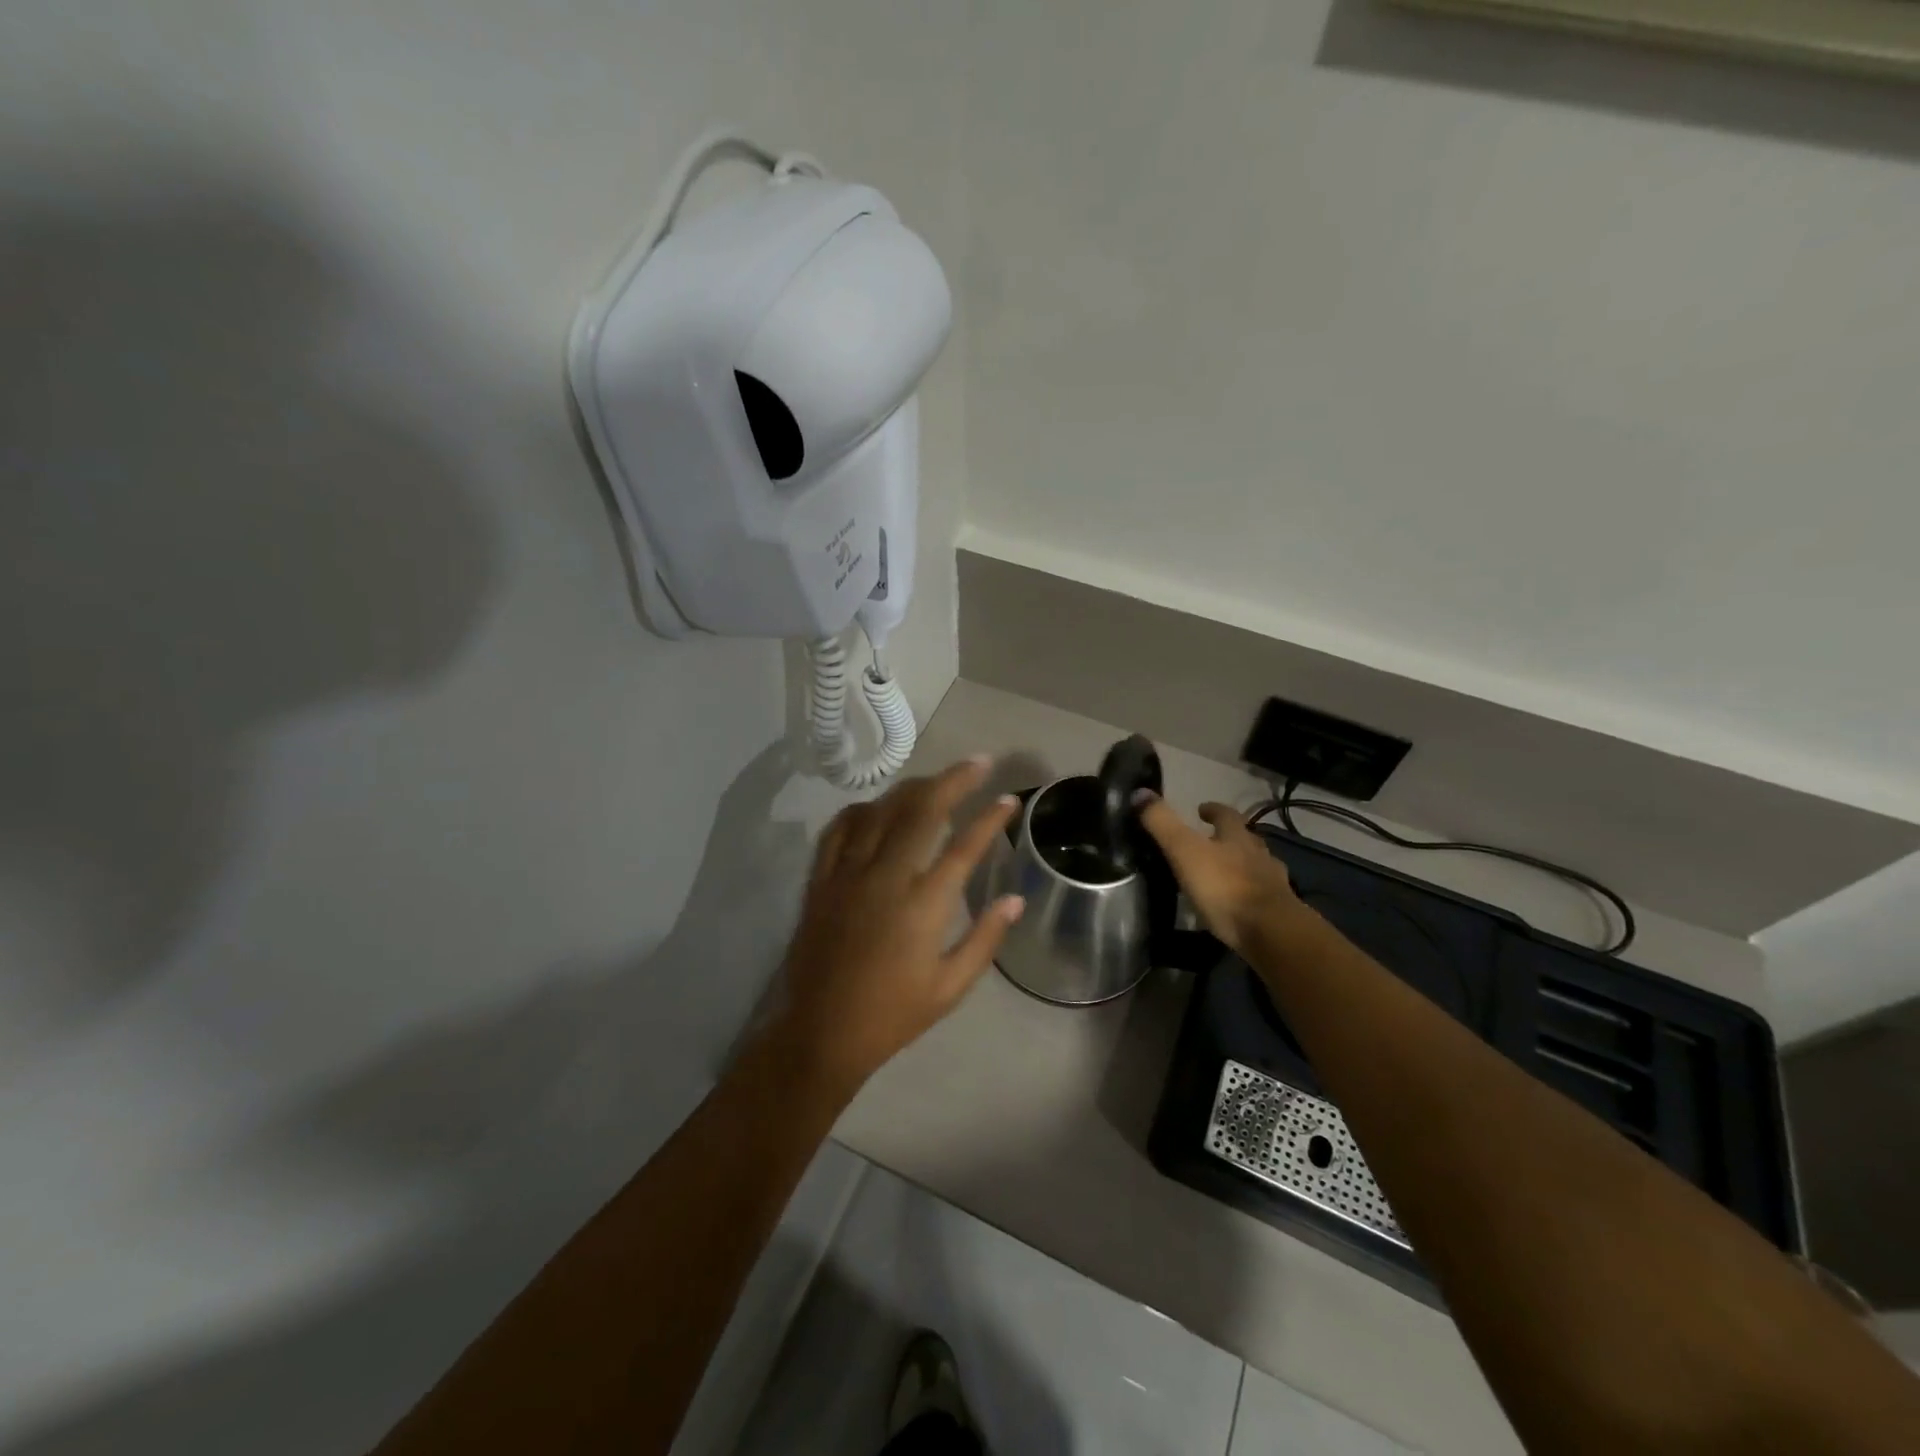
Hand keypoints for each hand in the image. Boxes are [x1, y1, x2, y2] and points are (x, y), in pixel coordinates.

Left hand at [767, 757, 1025, 1097]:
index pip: (964, 845)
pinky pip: (839, 829)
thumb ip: (986, 939)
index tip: (1009, 797)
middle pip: (922, 810)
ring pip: (881, 811)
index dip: (990, 817)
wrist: (821, 1032)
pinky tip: (875, 807)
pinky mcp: (821, 880)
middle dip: (954, 780)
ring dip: (911, 788)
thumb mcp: (950, 987)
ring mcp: (848, 873)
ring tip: (934, 780)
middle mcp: (886, 876)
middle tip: (978, 762)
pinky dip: (861, 810)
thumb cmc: (893, 1014)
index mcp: (923, 905)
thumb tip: (1016, 898)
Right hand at [1137, 797, 1303, 953]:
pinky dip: (1248, 896)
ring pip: (1258, 867)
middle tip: (1211, 842)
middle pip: (1246, 840)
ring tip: (1224, 875)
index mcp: (1237, 837)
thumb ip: (1162, 823)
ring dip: (1243, 867)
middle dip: (1230, 838)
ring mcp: (1272, 884)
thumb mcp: (1185, 851)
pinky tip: (1237, 906)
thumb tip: (1139, 792)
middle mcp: (1259, 855)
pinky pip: (1261, 897)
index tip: (1202, 809)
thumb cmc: (1224, 886)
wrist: (1270, 931)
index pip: (1227, 815)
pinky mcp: (1278, 912)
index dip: (1213, 810)